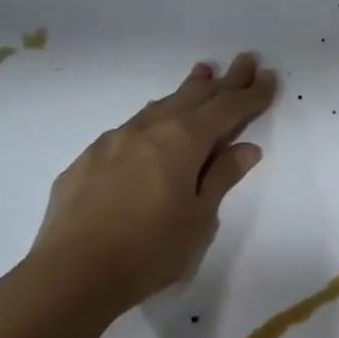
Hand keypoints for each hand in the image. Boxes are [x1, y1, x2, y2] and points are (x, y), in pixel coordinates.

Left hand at [23, 53, 276, 316]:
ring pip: (159, 107)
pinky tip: (153, 126)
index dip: (251, 94)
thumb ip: (221, 178)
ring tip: (202, 74)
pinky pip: (131, 128)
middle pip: (194, 97)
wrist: (69, 276)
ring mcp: (112, 142)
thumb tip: (245, 149)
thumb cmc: (149, 250)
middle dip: (223, 81)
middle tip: (244, 61)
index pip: (227, 109)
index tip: (269, 77)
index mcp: (182, 141)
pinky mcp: (86, 161)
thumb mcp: (199, 218)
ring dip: (186, 91)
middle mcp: (147, 130)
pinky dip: (154, 118)